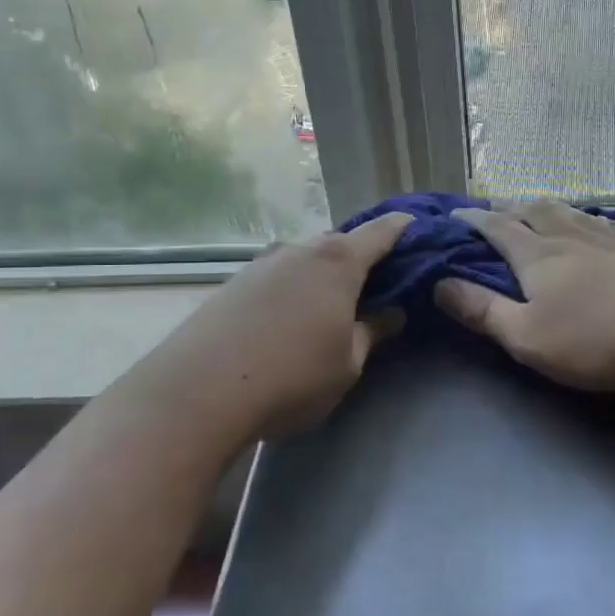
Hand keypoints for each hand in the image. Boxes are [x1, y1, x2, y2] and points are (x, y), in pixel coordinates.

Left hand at [174, 213, 411, 434]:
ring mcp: (261, 263)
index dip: (402, 227)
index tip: (416, 224)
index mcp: (338, 262)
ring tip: (330, 301)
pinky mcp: (232, 283)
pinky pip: (277, 276)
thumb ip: (373, 332)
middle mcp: (299, 250)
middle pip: (339, 242)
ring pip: (304, 259)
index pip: (380, 232)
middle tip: (377, 280)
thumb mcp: (348, 363)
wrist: (198, 392)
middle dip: (360, 255)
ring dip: (322, 273)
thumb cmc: (293, 376)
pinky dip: (292, 286)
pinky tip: (288, 316)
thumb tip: (393, 312)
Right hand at [434, 201, 614, 391]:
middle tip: (493, 208)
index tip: (454, 216)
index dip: (473, 221)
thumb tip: (439, 284)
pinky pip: (607, 224)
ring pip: (570, 212)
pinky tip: (595, 222)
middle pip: (534, 212)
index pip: (497, 229)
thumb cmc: (595, 339)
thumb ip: (482, 310)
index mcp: (538, 257)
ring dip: (546, 207)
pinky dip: (589, 218)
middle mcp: (570, 238)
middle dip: (508, 208)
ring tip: (537, 206)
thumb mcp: (527, 337)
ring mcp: (610, 241)